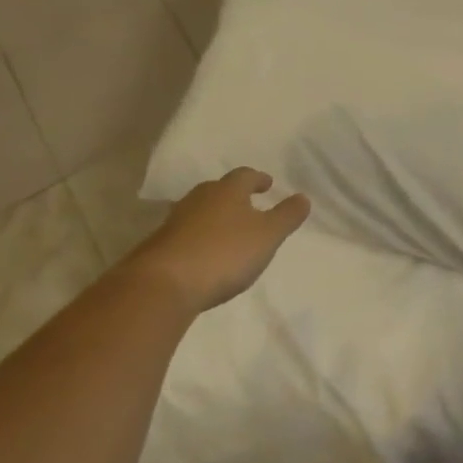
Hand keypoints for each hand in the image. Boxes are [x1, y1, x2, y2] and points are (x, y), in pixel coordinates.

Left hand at [129, 168, 310, 315]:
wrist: (162, 286)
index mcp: (227, 191)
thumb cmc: (224, 253)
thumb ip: (287, 216)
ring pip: (199, 212)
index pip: (245, 175)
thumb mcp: (268, 235)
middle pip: (218, 190)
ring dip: (214, 218)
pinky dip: (198, 239)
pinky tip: (205, 256)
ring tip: (228, 232)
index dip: (258, 179)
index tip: (267, 184)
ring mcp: (174, 223)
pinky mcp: (158, 248)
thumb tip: (303, 197)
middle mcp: (198, 200)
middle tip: (248, 205)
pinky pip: (185, 235)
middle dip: (234, 196)